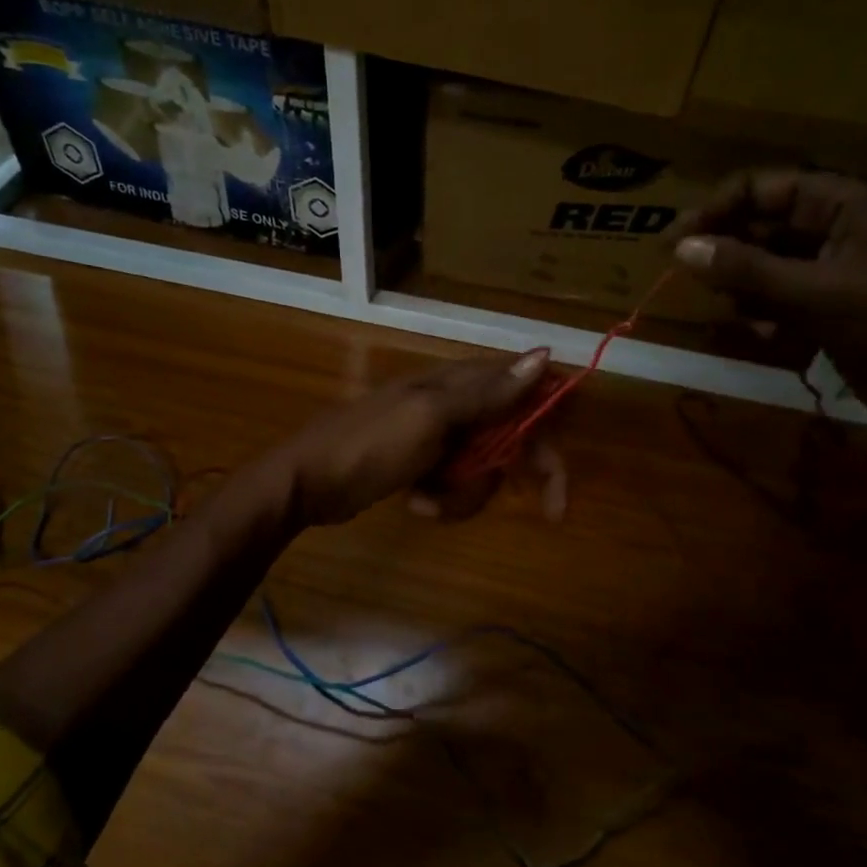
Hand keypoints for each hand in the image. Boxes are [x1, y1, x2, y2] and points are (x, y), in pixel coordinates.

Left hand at [257, 350, 565, 527]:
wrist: (307, 482)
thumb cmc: (370, 445)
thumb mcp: (431, 417)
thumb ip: (488, 392)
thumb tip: (543, 355)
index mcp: (460, 383)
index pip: (526, 393)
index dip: (551, 429)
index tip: (560, 476)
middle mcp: (455, 405)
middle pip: (512, 437)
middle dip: (513, 474)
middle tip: (549, 511)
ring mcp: (437, 437)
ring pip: (483, 469)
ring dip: (466, 493)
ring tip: (430, 500)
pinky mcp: (422, 465)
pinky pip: (454, 486)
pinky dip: (441, 500)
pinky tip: (414, 503)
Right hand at [670, 170, 866, 447]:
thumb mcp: (817, 293)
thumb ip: (747, 270)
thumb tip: (681, 247)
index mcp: (843, 205)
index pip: (764, 188)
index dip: (718, 208)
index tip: (675, 238)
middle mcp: (833, 230)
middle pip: (760, 227)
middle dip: (725, 251)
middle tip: (682, 274)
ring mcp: (830, 271)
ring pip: (764, 267)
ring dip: (742, 288)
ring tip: (731, 310)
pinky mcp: (826, 309)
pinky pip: (778, 301)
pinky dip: (763, 316)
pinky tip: (763, 335)